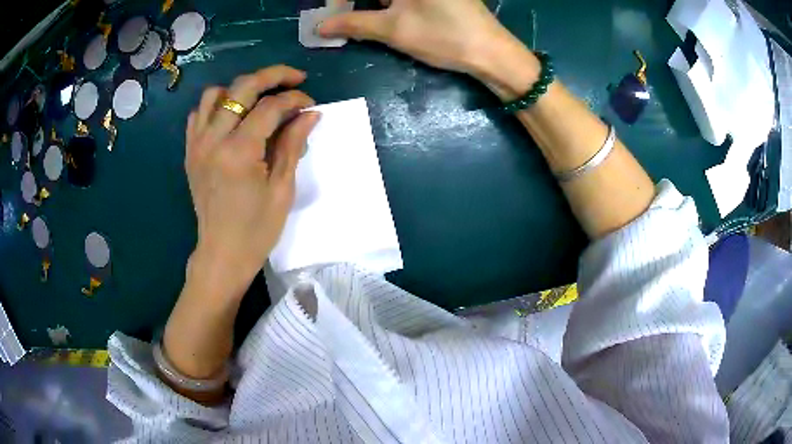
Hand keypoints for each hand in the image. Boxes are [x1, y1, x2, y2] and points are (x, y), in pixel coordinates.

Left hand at [185, 65, 319, 294]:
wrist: (222, 254)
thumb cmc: (257, 230)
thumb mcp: (282, 189)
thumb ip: (293, 144)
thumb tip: (310, 114)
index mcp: (239, 152)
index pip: (270, 107)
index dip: (295, 99)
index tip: (311, 105)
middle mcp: (213, 140)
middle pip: (242, 87)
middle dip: (273, 76)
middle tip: (294, 79)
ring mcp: (197, 144)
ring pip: (215, 94)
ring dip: (240, 89)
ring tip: (259, 98)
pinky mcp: (190, 152)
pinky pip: (198, 114)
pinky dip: (216, 106)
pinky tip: (232, 116)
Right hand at [318, 0, 515, 74]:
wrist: (491, 52)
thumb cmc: (442, 36)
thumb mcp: (392, 29)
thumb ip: (353, 23)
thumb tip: (320, 26)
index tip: (331, 14)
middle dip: (355, 2)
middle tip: (344, 19)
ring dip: (373, 3)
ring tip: (363, 22)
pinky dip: (391, 4)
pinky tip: (388, 17)